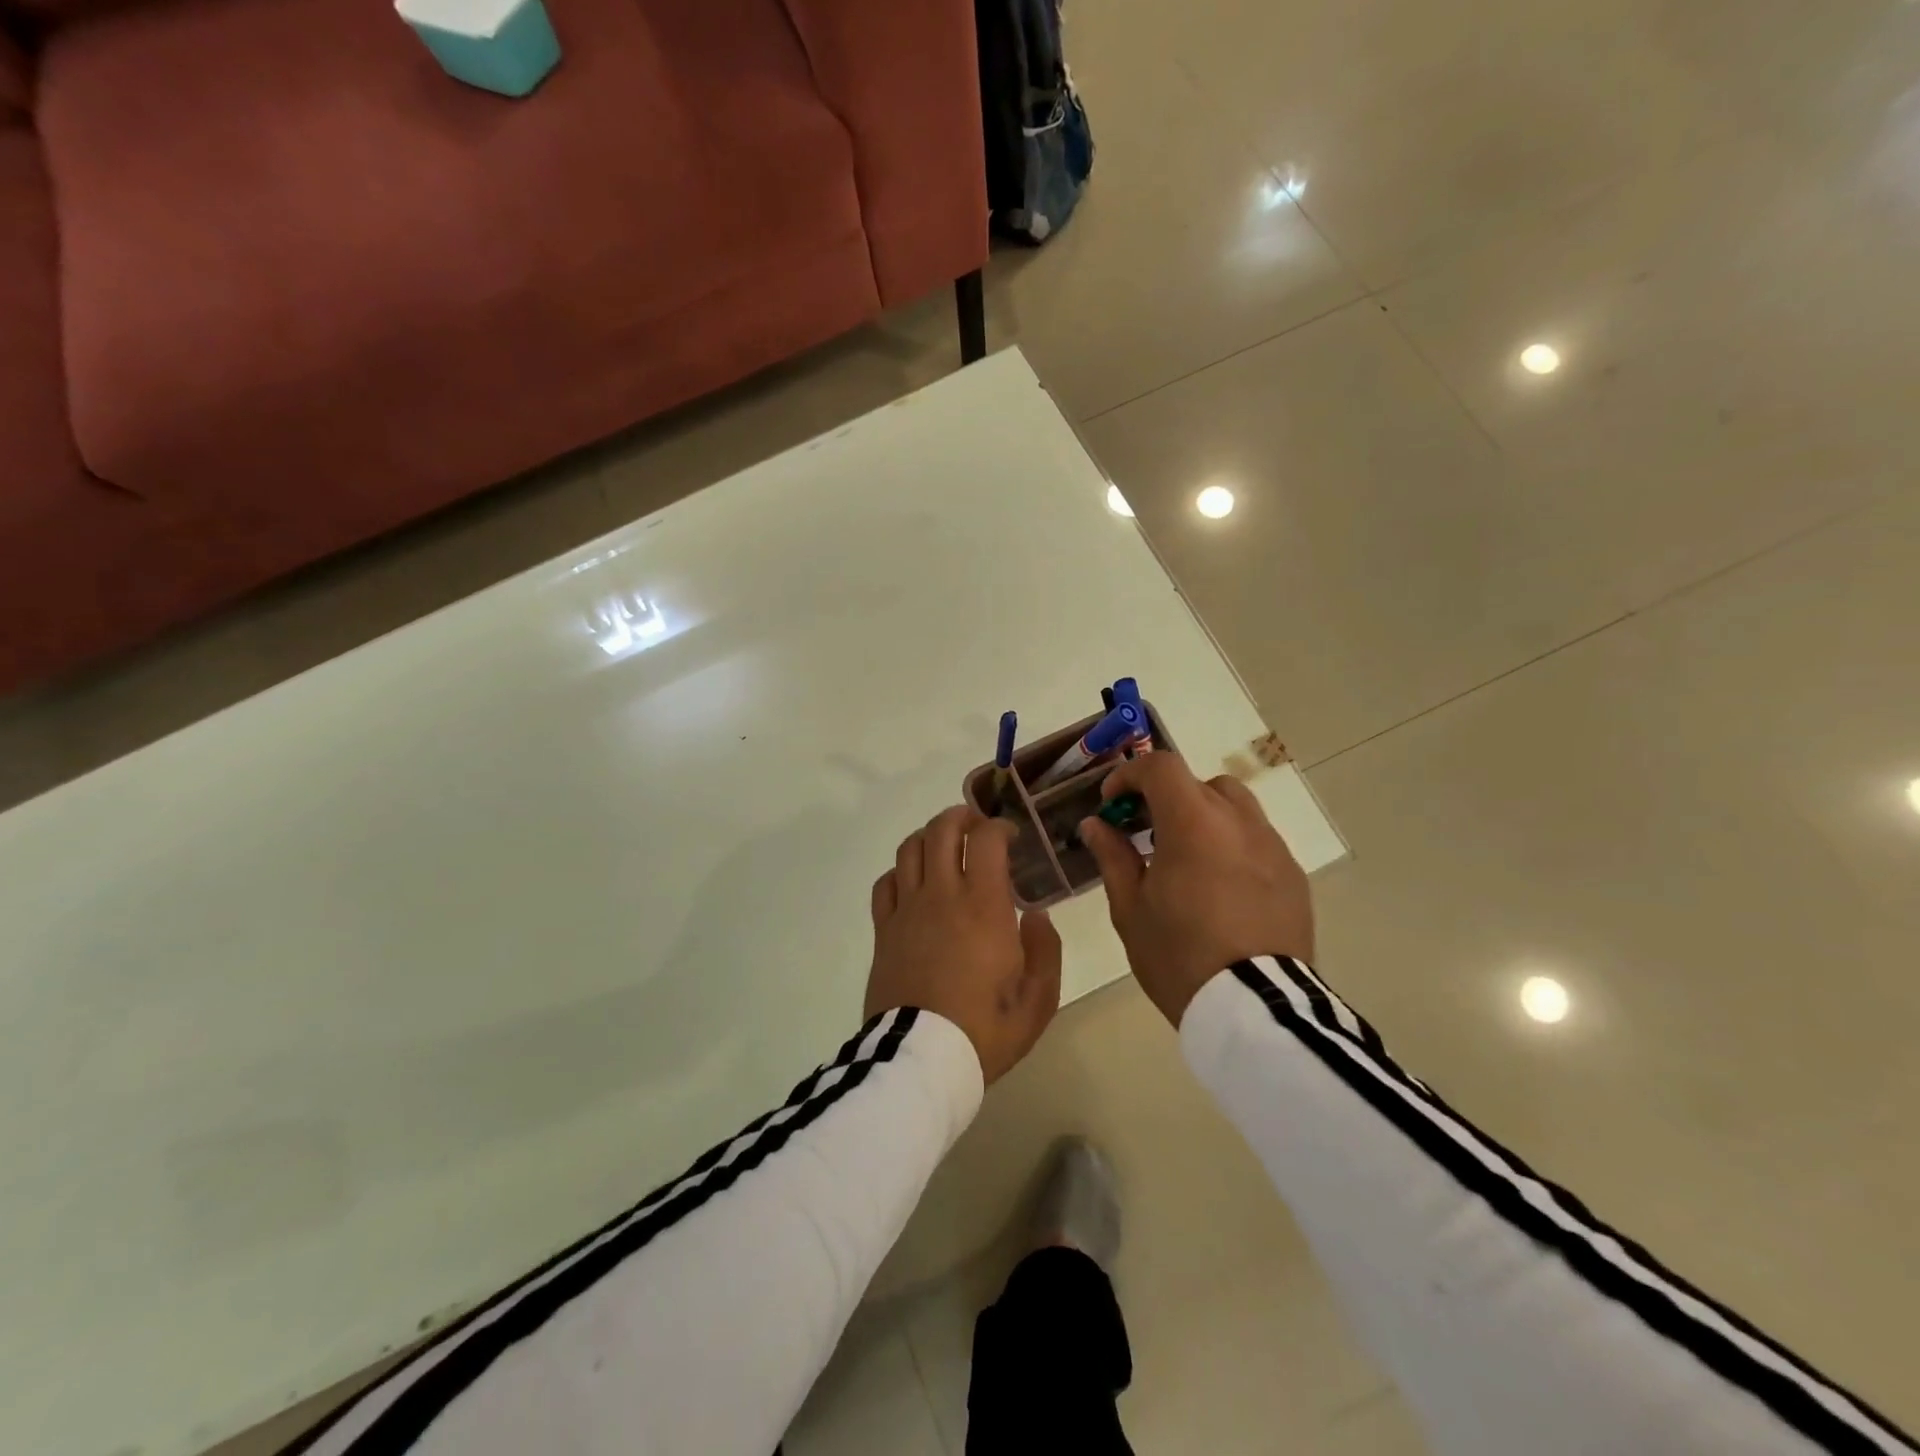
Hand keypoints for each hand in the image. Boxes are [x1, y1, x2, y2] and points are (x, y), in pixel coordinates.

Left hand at [866, 806, 1062, 1083]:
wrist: (921, 1061)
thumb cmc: (984, 1031)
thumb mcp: (1038, 1000)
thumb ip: (1046, 950)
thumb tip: (1037, 915)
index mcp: (984, 906)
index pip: (986, 839)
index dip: (1000, 827)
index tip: (1012, 839)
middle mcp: (942, 896)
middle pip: (941, 830)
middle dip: (961, 816)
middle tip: (977, 827)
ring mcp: (907, 910)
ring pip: (910, 848)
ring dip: (929, 835)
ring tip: (945, 845)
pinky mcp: (883, 930)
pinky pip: (886, 883)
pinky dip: (901, 870)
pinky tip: (914, 882)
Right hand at [1078, 753, 1313, 1027]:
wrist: (1254, 1009)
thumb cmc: (1179, 955)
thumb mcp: (1131, 908)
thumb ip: (1113, 856)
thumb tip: (1096, 825)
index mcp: (1193, 824)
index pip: (1161, 767)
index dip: (1130, 776)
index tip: (1113, 804)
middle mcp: (1239, 822)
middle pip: (1199, 784)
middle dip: (1167, 798)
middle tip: (1145, 833)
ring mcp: (1272, 847)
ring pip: (1235, 807)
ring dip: (1204, 817)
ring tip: (1186, 860)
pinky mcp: (1294, 875)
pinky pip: (1257, 841)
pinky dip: (1232, 845)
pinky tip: (1220, 887)